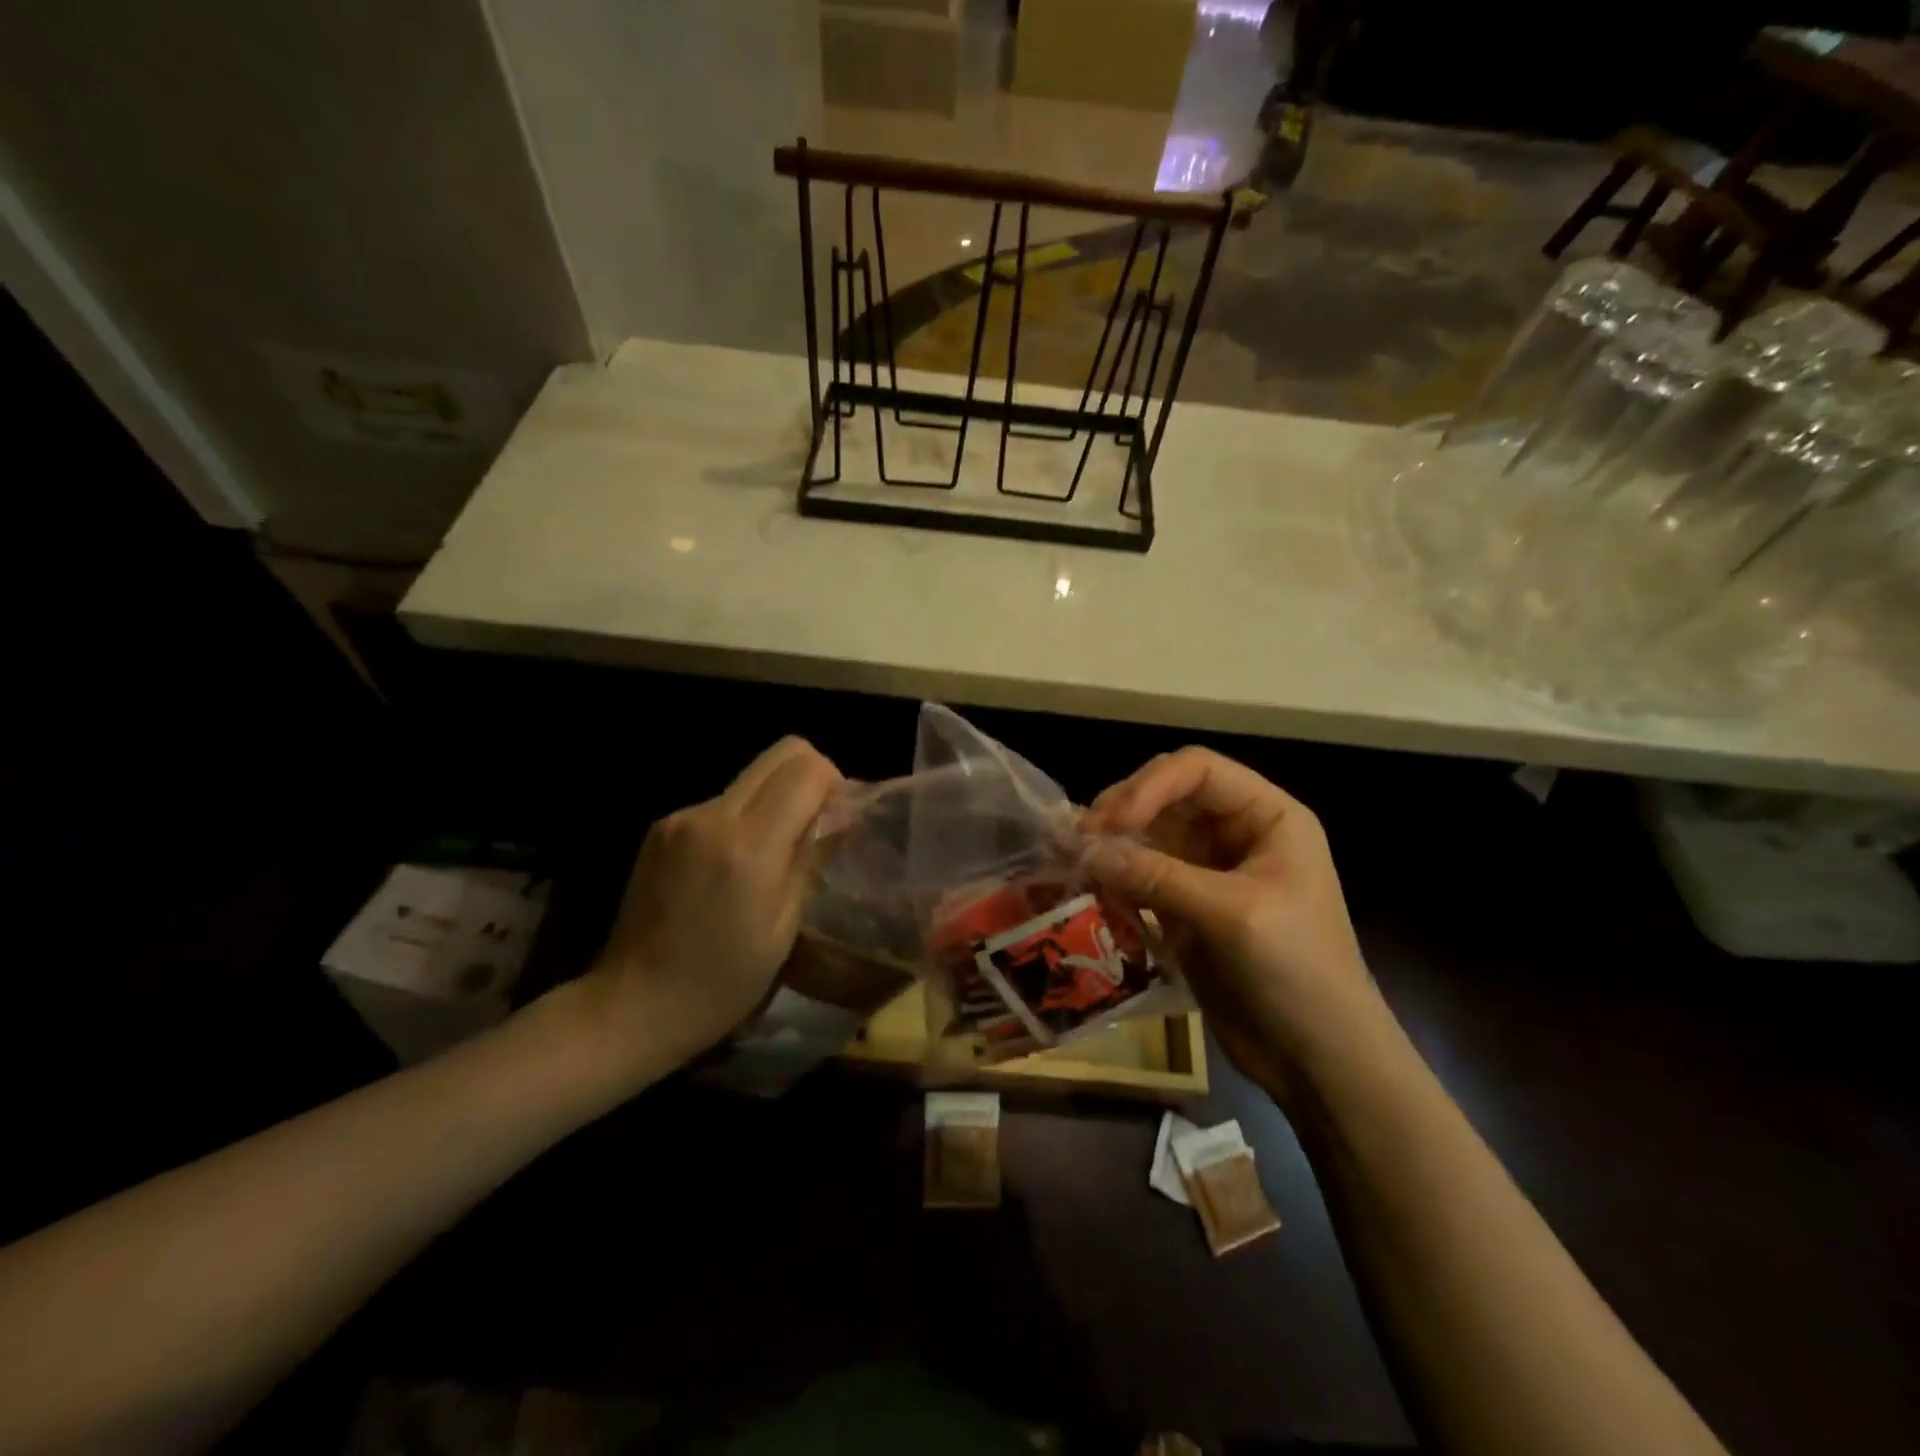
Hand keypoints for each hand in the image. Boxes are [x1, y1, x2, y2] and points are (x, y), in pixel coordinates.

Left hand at [587, 737, 842, 1077]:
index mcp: (748, 847)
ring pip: (751, 776)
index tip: (838, 819)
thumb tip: (840, 817)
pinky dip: (742, 818)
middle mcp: (711, 816)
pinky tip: (733, 867)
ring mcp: (680, 817)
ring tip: (773, 855)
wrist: (631, 1006)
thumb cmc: (720, 984)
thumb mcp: (783, 930)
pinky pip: (721, 801)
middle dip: (811, 776)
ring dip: (775, 799)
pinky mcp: (661, 826)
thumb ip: (812, 859)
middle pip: (780, 753)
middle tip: (816, 824)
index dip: (834, 783)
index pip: (806, 769)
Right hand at [1082, 748, 1387, 1095]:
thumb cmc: (1297, 972)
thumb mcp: (1231, 916)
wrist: (1319, 1059)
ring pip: (1149, 834)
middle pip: (1168, 796)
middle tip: (1079, 840)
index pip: (1198, 770)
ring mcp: (1210, 870)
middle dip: (1123, 810)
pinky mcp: (1187, 906)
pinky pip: (1142, 875)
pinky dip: (1115, 876)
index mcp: (1267, 816)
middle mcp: (1237, 833)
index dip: (1150, 786)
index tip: (1109, 823)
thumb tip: (1082, 849)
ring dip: (1112, 843)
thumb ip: (1156, 876)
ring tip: (1073, 859)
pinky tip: (1088, 885)